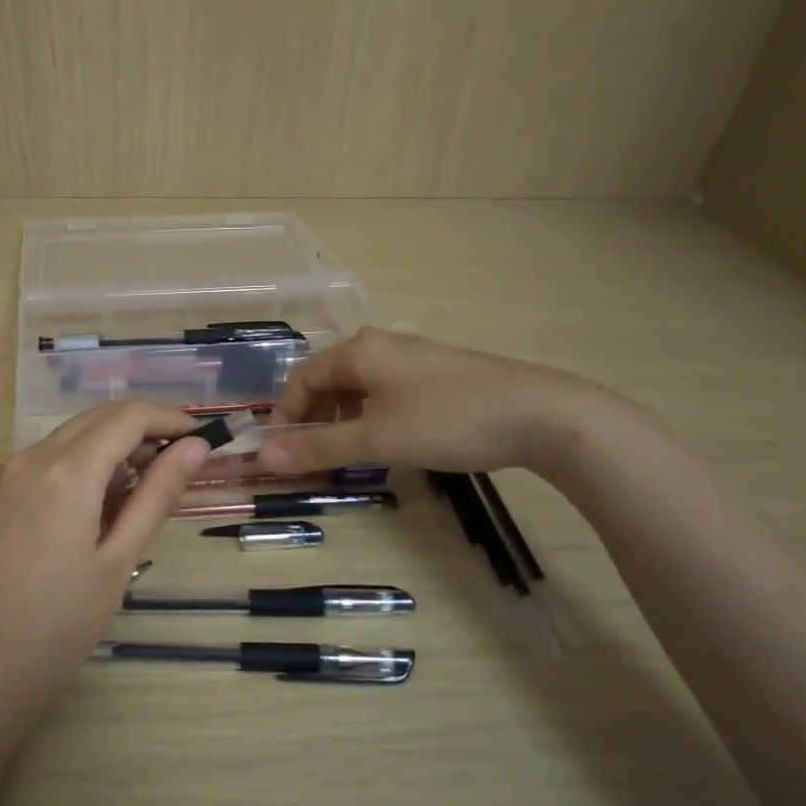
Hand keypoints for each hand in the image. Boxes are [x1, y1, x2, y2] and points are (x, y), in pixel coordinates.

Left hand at [0, 402, 210, 730]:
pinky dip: (68, 471)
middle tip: (172, 466)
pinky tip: (79, 515)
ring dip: (103, 452)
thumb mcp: (117, 562)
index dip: (169, 419)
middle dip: (139, 431)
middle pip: (94, 420)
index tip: (198, 440)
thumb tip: (195, 448)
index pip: (128, 417)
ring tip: (130, 498)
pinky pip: (33, 466)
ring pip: (62, 441)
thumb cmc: (57, 629)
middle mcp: (26, 459)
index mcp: (65, 472)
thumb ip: (157, 496)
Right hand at [257, 328, 617, 477]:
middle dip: (313, 420)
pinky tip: (386, 444)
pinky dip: (371, 419)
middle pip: (328, 381)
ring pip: (359, 389)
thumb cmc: (447, 420)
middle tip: (312, 458)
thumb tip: (264, 457)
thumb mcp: (377, 438)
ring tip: (346, 456)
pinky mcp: (438, 377)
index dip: (285, 416)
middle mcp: (382, 346)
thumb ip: (319, 447)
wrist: (541, 414)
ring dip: (342, 422)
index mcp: (360, 351)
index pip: (301, 378)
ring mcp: (413, 360)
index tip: (281, 453)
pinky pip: (386, 395)